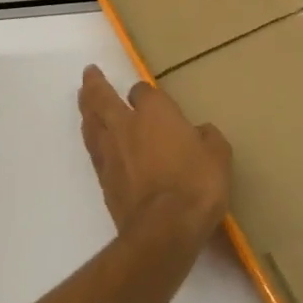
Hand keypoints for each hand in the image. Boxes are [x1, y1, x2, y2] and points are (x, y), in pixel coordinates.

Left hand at [78, 66, 232, 250]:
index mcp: (156, 113)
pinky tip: (95, 141)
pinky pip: (93, 150)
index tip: (148, 96)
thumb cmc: (197, 185)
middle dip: (95, 85)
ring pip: (92, 123)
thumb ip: (208, 139)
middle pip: (102, 99)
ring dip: (87, 109)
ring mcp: (111, 153)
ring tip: (84, 102)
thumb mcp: (218, 157)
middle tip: (89, 74)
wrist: (164, 229)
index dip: (144, 92)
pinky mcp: (103, 180)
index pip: (142, 91)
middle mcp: (127, 126)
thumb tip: (200, 133)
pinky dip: (92, 140)